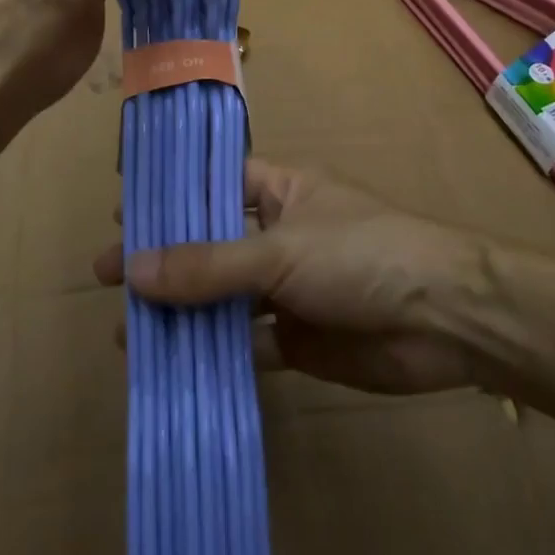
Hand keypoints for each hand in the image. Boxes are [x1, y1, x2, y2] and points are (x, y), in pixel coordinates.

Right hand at [93, 160, 481, 395]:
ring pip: (224, 298)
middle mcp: (278, 234)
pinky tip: (175, 369)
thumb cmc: (361, 255)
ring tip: (130, 335)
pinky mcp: (300, 338)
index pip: (211, 184)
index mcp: (278, 190)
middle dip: (164, 262)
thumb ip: (207, 265)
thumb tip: (131, 270)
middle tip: (108, 280)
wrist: (447, 320)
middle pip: (210, 244)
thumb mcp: (279, 252)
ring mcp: (288, 287)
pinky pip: (248, 344)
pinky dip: (217, 355)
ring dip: (184, 314)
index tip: (120, 216)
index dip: (169, 198)